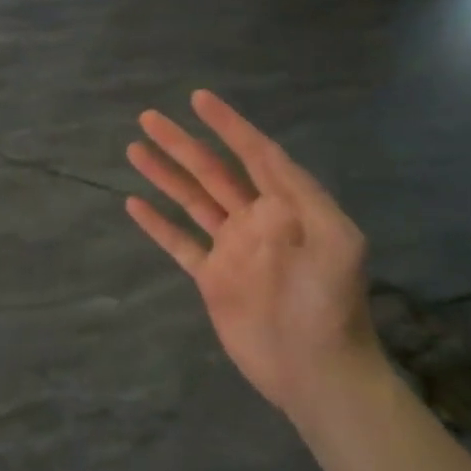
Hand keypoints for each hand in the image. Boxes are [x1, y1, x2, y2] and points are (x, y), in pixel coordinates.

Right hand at [125, 90, 377, 417]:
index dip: (228, 125)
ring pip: (191, 200)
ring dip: (164, 174)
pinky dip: (157, 223)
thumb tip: (259, 167)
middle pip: (212, 171)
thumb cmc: (329, 306)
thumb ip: (301, 200)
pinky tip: (134, 203)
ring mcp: (232, 248)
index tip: (199, 99)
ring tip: (135, 148)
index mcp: (288, 207)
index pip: (255, 155)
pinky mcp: (213, 277)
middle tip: (148, 117)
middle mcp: (256, 220)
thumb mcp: (336, 244)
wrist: (316, 371)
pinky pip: (179, 242)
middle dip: (182, 143)